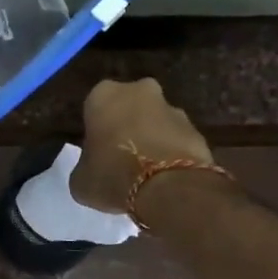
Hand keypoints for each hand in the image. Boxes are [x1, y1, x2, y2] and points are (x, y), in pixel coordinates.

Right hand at [70, 78, 214, 212]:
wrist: (168, 187)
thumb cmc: (112, 176)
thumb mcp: (80, 180)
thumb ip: (85, 166)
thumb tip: (93, 169)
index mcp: (103, 95)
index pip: (94, 108)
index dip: (95, 131)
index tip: (96, 152)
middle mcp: (139, 91)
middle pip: (129, 108)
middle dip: (126, 127)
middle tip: (121, 158)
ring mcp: (172, 108)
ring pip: (155, 122)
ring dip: (151, 139)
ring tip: (146, 172)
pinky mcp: (196, 129)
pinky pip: (176, 140)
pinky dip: (171, 153)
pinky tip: (165, 178)